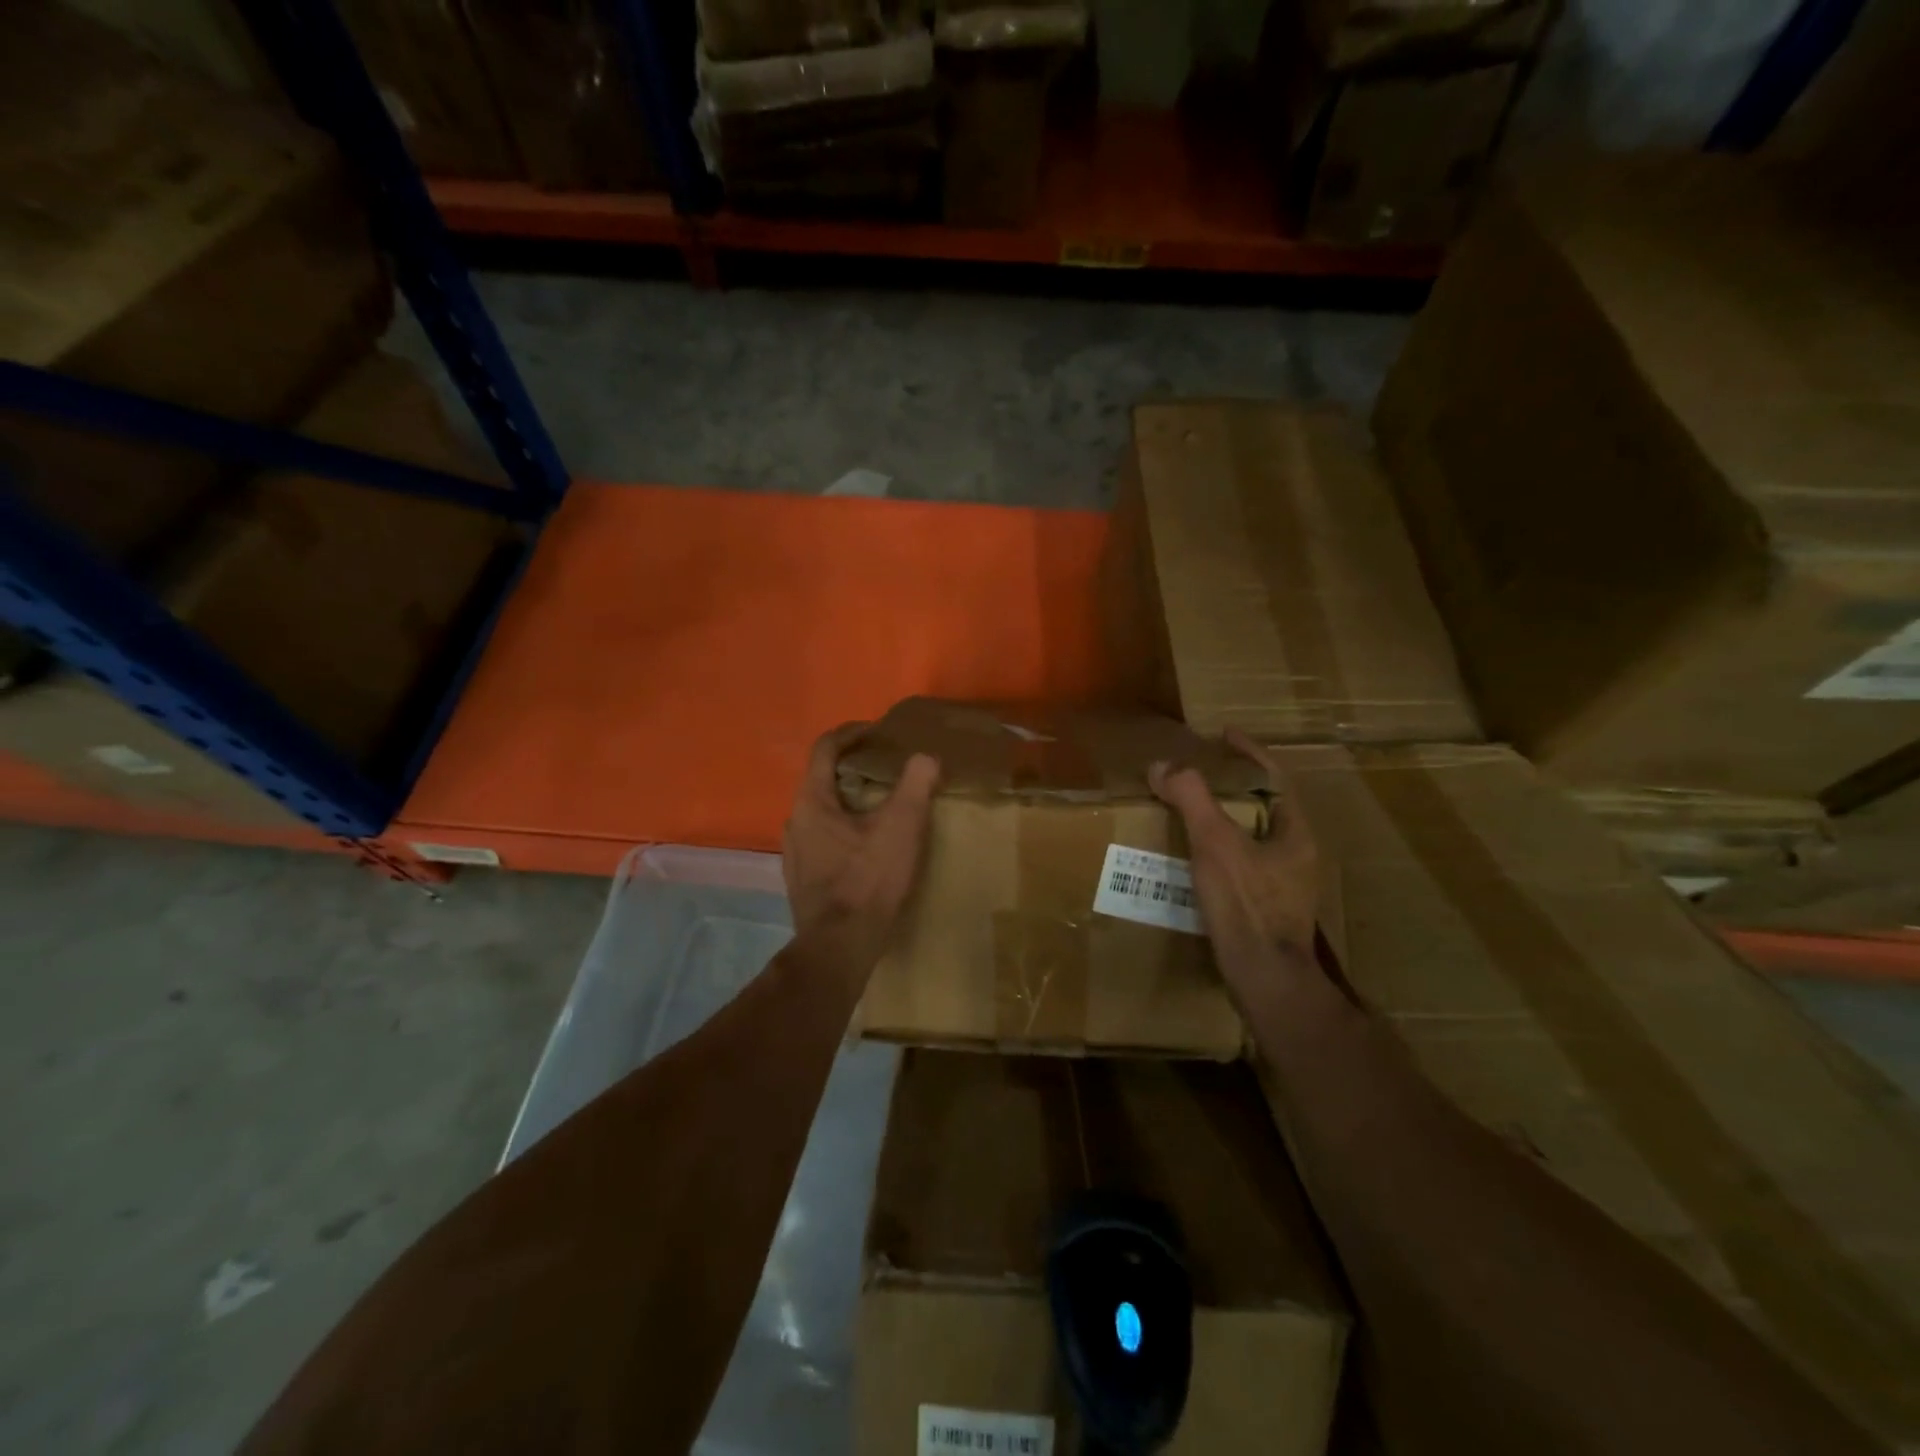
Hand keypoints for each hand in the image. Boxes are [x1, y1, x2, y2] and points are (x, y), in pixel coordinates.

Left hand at [782, 723, 940, 967]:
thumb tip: (926, 757)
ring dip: (850, 802)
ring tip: (883, 809)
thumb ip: (915, 784)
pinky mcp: (801, 880)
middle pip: (822, 780)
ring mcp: (794, 854)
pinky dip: (845, 830)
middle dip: (855, 769)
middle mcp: (794, 822)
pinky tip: (868, 848)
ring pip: (822, 813)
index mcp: (811, 802)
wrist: (839, 947)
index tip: (877, 732)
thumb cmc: (868, 880)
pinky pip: (822, 840)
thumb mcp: (901, 826)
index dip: (851, 733)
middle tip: (888, 770)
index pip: (824, 748)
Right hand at [1148, 729, 1318, 963]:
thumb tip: (1162, 765)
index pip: (1275, 776)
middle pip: (1266, 804)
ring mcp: (1285, 883)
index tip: (1223, 734)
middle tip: (1200, 770)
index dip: (1249, 751)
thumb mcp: (1215, 843)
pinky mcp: (1268, 907)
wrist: (1265, 980)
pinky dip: (1219, 848)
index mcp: (1296, 832)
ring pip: (1254, 836)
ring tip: (1191, 808)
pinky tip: (1194, 856)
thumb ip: (1191, 798)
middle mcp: (1298, 854)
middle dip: (1234, 784)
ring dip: (1225, 817)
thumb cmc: (1246, 905)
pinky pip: (1243, 862)